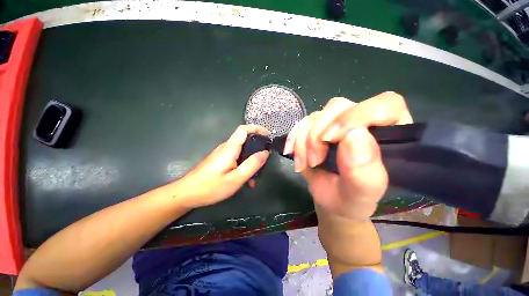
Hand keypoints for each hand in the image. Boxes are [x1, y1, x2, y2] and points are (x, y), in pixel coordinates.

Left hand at [175, 125, 270, 208]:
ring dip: (250, 161)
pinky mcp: (220, 161)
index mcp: (229, 148)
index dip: (257, 128)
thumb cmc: (211, 187)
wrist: (186, 194)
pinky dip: (243, 166)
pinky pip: (235, 158)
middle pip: (244, 140)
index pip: (243, 129)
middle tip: (264, 160)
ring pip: (241, 151)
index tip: (268, 135)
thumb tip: (265, 153)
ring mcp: (222, 154)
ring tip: (255, 177)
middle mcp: (225, 148)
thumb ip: (252, 165)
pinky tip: (245, 180)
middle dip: (257, 148)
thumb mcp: (236, 178)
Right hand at [284, 92, 412, 219]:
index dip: (357, 116)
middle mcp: (361, 122)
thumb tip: (354, 135)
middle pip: (339, 107)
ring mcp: (336, 124)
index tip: (332, 140)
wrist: (331, 201)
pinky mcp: (317, 128)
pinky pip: (301, 124)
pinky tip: (292, 153)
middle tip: (315, 161)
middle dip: (319, 135)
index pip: (384, 105)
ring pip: (316, 116)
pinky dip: (294, 139)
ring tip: (305, 164)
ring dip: (304, 141)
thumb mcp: (361, 195)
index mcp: (389, 134)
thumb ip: (364, 172)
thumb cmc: (351, 200)